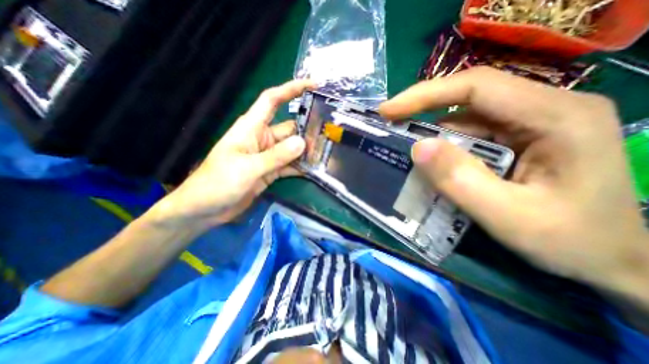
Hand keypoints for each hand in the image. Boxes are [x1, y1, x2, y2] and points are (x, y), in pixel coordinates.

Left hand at [153, 81, 314, 230]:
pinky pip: (289, 166)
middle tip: (330, 131)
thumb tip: (302, 143)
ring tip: (327, 150)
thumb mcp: (248, 168)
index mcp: (251, 128)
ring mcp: (268, 156)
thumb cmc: (218, 183)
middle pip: (289, 127)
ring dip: (306, 150)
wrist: (205, 209)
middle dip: (307, 128)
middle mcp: (262, 139)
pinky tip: (314, 169)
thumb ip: (276, 156)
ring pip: (292, 148)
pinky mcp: (271, 172)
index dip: (291, 89)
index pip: (272, 100)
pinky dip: (300, 167)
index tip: (312, 85)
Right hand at [381, 68, 648, 303]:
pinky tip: (428, 160)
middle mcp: (543, 109)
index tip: (389, 109)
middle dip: (422, 108)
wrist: (613, 260)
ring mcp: (528, 123)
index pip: (477, 86)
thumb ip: (461, 181)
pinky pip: (468, 134)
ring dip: (430, 131)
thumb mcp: (509, 217)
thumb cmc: (571, 241)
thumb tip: (418, 148)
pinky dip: (442, 145)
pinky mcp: (515, 138)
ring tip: (401, 144)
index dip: (425, 94)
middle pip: (468, 97)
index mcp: (555, 116)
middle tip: (389, 122)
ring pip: (465, 117)